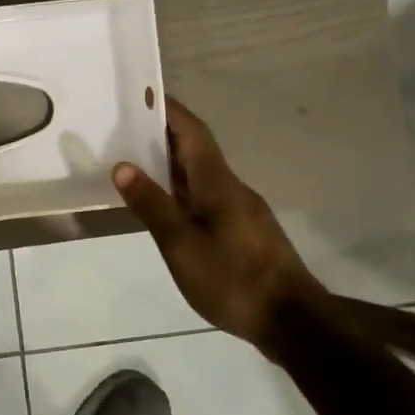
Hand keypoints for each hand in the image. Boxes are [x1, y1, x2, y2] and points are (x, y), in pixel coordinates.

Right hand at [112, 98, 321, 348]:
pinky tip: (165, 204)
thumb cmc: (232, 278)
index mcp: (217, 183)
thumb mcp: (182, 245)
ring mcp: (240, 210)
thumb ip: (152, 205)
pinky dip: (181, 187)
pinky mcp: (243, 230)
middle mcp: (231, 188)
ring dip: (171, 161)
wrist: (292, 321)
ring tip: (135, 161)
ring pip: (201, 173)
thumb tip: (122, 165)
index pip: (192, 132)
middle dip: (163, 133)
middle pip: (196, 148)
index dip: (169, 110)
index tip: (141, 94)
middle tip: (125, 126)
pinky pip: (206, 194)